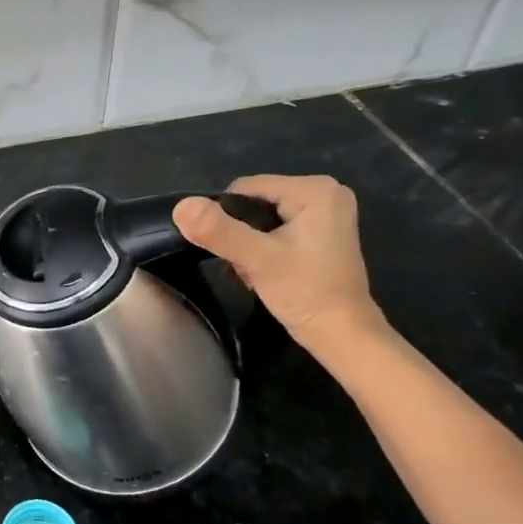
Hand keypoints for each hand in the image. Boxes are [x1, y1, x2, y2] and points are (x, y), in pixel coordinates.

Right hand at [173, 174, 384, 350]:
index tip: (235, 252)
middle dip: (241, 233)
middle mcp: (325, 191)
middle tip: (247, 265)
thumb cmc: (306, 293)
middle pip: (254, 202)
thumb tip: (181, 205)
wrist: (342, 335)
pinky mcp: (323, 231)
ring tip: (257, 270)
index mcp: (315, 189)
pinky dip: (265, 247)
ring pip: (262, 217)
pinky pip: (277, 228)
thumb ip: (220, 231)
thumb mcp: (258, 260)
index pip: (245, 188)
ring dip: (250, 243)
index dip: (227, 218)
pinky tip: (269, 269)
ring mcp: (327, 212)